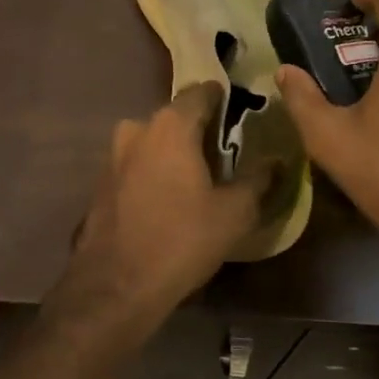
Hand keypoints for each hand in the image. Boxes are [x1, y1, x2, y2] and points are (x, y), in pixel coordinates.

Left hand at [53, 83, 272, 339]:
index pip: (202, 92)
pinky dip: (154, 173)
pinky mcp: (101, 183)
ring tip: (199, 181)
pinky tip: (169, 201)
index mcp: (170, 125)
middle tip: (226, 155)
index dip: (224, 99)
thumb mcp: (234, 213)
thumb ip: (258, 180)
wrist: (116, 286)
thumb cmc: (182, 240)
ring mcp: (113, 156)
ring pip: (154, 142)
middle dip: (200, 131)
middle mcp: (137, 129)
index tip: (241, 115)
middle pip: (176, 118)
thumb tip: (277, 162)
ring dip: (175, 153)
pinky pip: (137, 165)